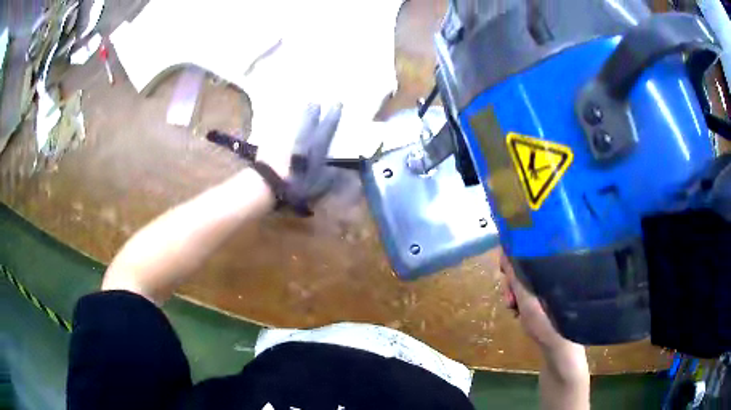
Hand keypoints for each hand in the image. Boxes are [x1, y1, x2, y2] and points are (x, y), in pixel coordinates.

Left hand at [256, 103, 342, 198]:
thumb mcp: (319, 185)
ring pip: (294, 120)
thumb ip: (329, 176)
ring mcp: (285, 135)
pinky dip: (282, 124)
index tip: (338, 102)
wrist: (268, 182)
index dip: (334, 114)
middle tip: (315, 102)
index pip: (329, 125)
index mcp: (317, 144)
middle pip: (309, 117)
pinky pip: (278, 127)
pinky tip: (281, 124)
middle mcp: (302, 135)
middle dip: (313, 109)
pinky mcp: (270, 138)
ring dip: (297, 113)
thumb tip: (335, 170)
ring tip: (300, 107)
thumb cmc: (297, 184)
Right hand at [499, 250, 587, 376]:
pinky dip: (520, 301)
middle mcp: (551, 274)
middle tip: (509, 301)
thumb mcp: (527, 302)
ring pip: (524, 281)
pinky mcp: (547, 298)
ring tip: (512, 309)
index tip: (503, 272)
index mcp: (551, 269)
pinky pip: (528, 292)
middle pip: (524, 266)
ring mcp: (549, 287)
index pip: (529, 250)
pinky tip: (518, 313)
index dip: (512, 257)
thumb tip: (506, 253)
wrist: (561, 350)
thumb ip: (516, 279)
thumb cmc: (547, 324)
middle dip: (511, 282)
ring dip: (514, 294)